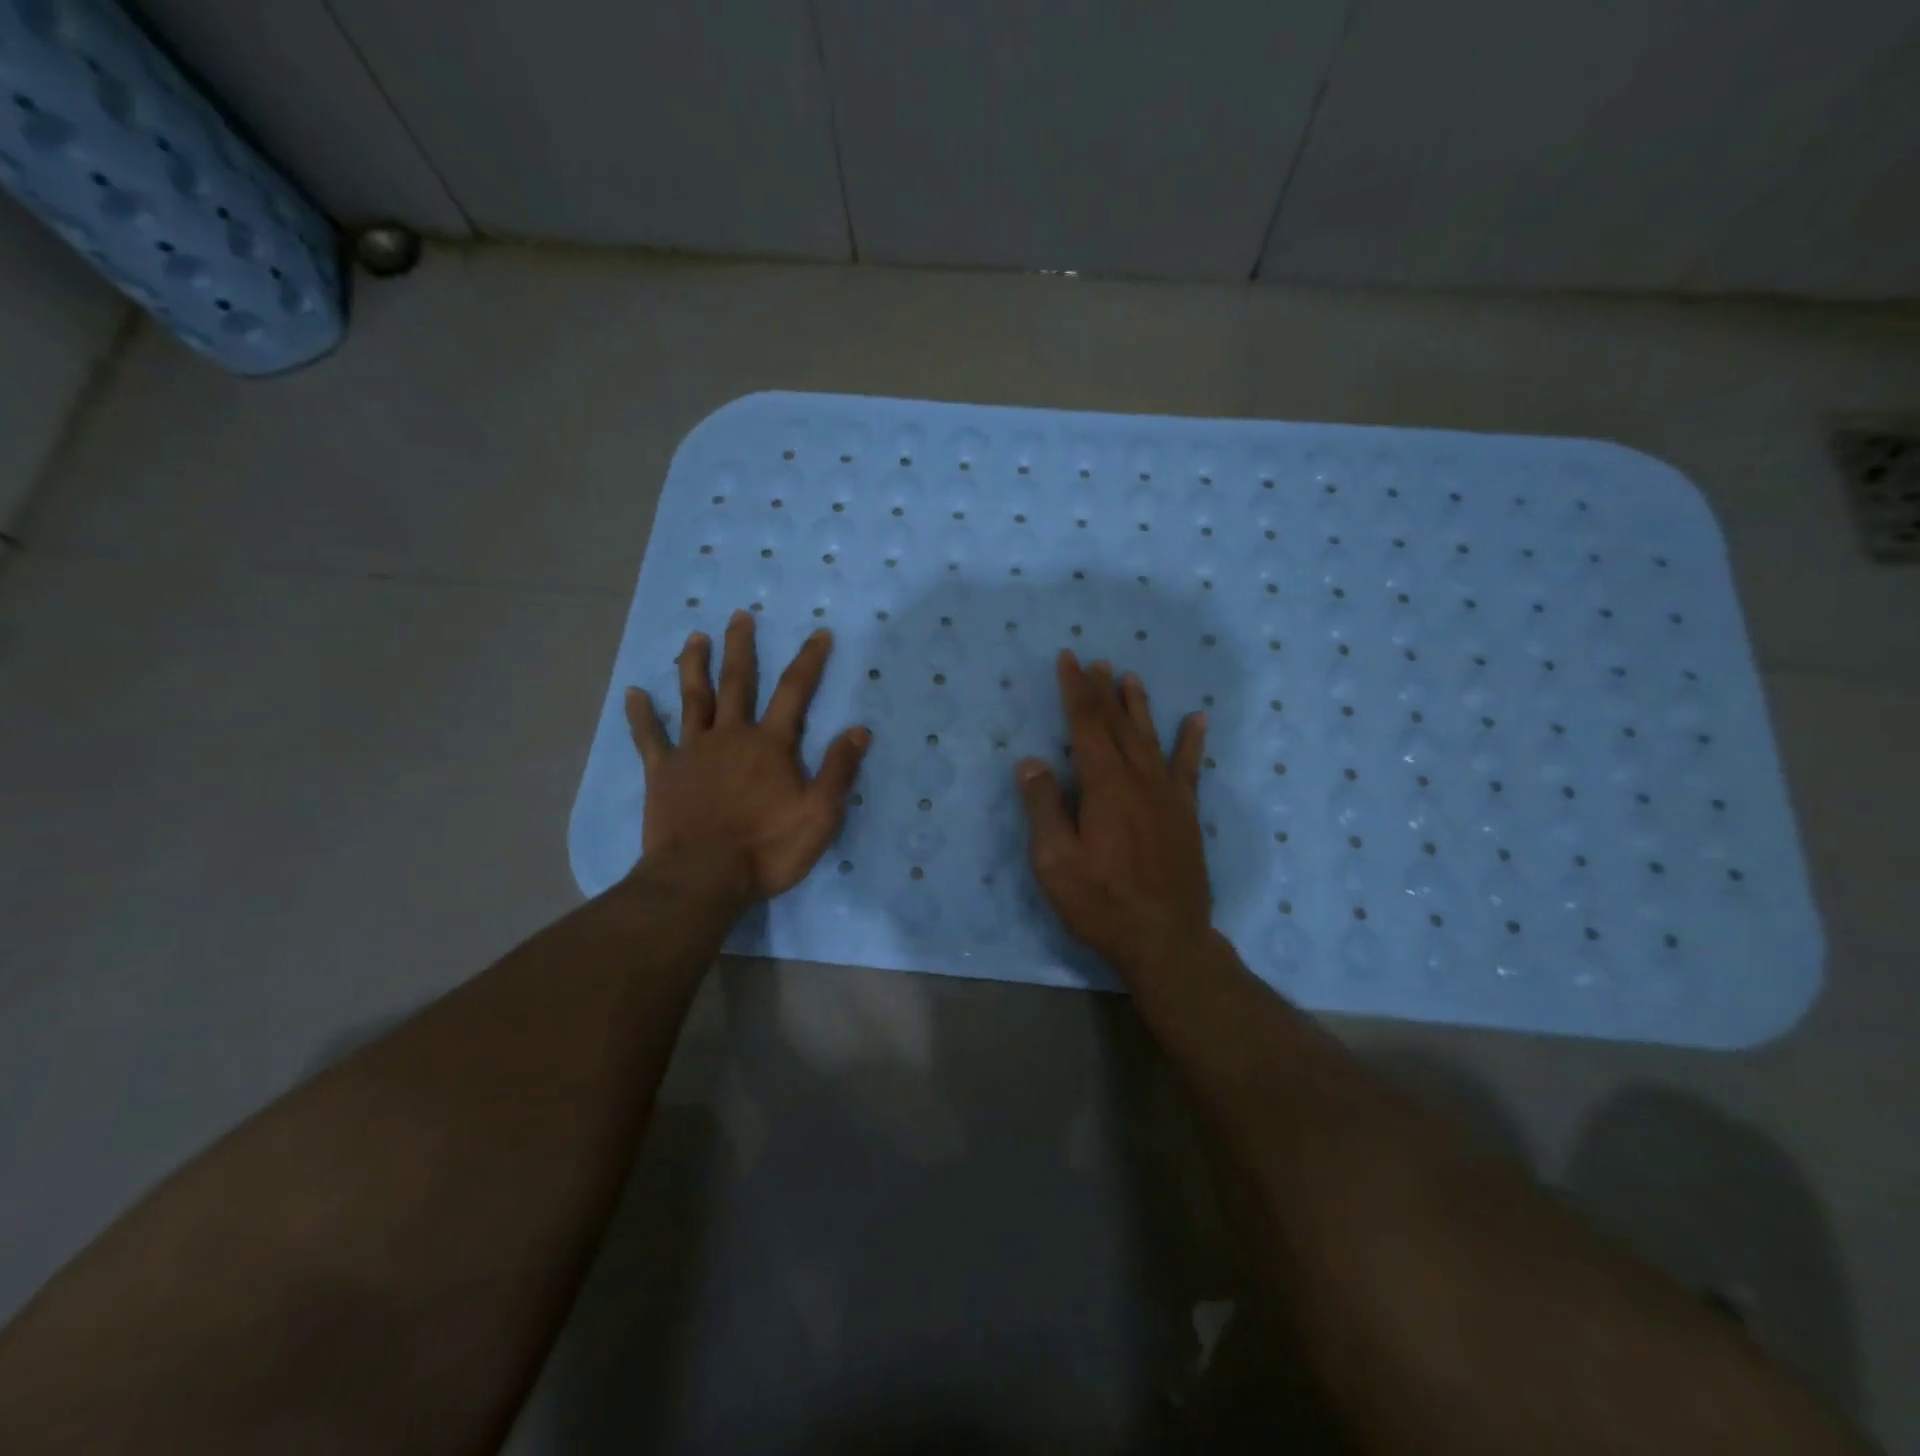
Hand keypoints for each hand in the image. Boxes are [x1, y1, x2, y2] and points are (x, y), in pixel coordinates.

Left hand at [625, 610, 870, 902]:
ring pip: (693, 698)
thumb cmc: (767, 848)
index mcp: (771, 744)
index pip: (795, 692)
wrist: (702, 878)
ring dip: (694, 665)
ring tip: (695, 637)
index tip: (819, 633)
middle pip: (738, 682)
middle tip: (739, 616)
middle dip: (742, 647)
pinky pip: (649, 738)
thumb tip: (859, 729)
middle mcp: (731, 736)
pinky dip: (641, 715)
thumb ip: (839, 770)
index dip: (810, 661)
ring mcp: (692, 751)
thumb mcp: (820, 814)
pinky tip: (633, 694)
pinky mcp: (663, 773)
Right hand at [1016, 653, 1211, 981]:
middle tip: (1094, 661)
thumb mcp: (1055, 861)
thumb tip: (1031, 761)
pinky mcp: (1186, 815)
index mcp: (1104, 786)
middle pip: (1118, 724)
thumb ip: (1044, 808)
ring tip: (1130, 677)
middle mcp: (1139, 780)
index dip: (1074, 690)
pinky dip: (1191, 742)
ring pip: (1150, 738)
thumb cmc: (1101, 902)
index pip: (1086, 725)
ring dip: (1138, 706)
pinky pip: (1189, 768)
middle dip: (1102, 691)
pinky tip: (1196, 720)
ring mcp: (1167, 796)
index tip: (1068, 660)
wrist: (1165, 939)